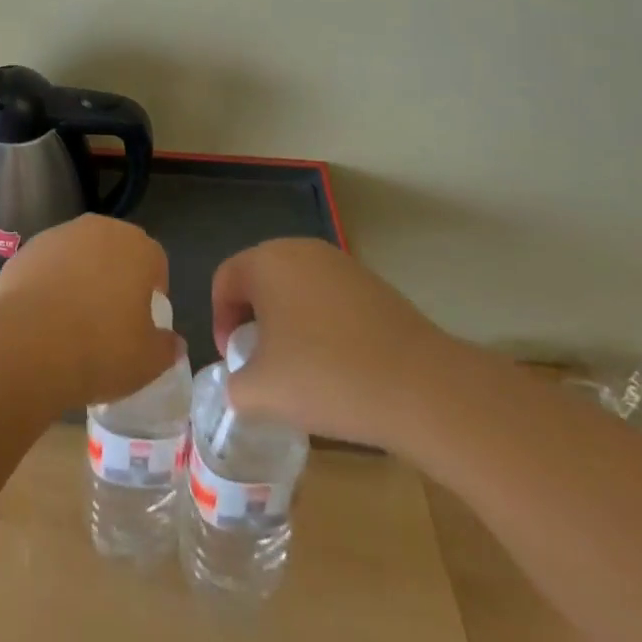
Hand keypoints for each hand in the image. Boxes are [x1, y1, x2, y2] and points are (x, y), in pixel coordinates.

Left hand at [0, 214, 178, 407]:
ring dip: (81, 276)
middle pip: (115, 250)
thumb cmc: (101, 348)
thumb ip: (166, 347)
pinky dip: (49, 282)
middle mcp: (99, 229)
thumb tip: (173, 342)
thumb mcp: (148, 362)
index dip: (152, 290)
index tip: (143, 320)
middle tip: (110, 318)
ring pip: (79, 254)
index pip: (155, 261)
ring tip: (73, 319)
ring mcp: (58, 235)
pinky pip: (48, 264)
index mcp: (137, 247)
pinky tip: (44, 316)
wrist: (29, 343)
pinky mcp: (26, 249)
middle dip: (116, 277)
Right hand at [211, 238, 460, 447]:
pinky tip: (339, 367)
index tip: (233, 362)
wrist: (422, 388)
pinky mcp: (373, 285)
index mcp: (265, 261)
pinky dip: (322, 327)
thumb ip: (234, 386)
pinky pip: (330, 300)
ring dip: (289, 324)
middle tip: (261, 365)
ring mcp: (341, 264)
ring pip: (296, 290)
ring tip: (301, 370)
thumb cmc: (326, 377)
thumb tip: (241, 383)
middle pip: (260, 280)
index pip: (225, 281)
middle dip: (253, 321)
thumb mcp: (260, 392)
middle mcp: (300, 249)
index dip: (219, 321)